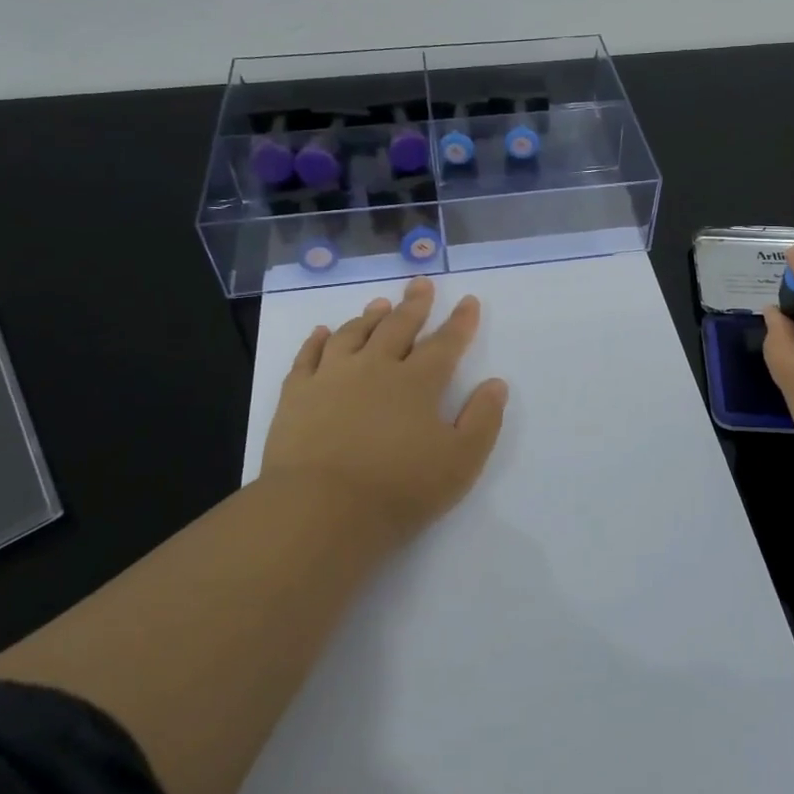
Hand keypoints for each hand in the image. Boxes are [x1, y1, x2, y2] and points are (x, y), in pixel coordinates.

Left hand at [259, 276, 508, 545]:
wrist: (319, 510)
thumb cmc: (398, 490)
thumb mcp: (460, 462)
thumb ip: (483, 420)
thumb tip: (496, 384)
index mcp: (418, 383)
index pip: (445, 343)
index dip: (460, 322)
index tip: (468, 300)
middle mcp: (375, 367)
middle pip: (398, 326)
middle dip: (414, 304)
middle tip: (421, 284)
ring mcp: (332, 377)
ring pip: (353, 334)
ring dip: (369, 316)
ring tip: (379, 303)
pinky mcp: (297, 394)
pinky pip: (308, 356)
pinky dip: (317, 340)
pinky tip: (322, 332)